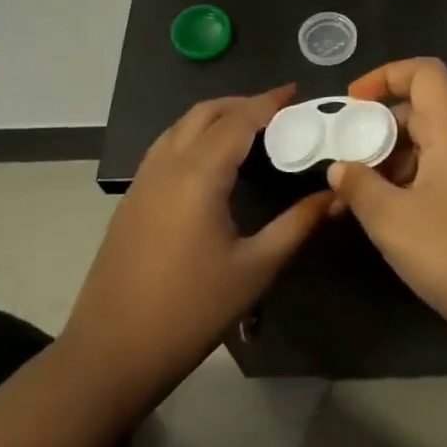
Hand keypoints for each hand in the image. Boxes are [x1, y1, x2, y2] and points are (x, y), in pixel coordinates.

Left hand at [60, 86, 331, 406]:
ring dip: (215, 116)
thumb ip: (297, 224)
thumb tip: (335, 195)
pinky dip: (194, 136)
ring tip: (251, 129)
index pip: (239, 120)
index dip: (269, 102)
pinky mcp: (131, 200)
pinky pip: (166, 147)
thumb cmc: (191, 311)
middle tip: (280, 111)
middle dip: (242, 103)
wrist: (111, 354)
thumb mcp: (255, 269)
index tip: (298, 92)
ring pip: (180, 127)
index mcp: (198, 174)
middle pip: (205, 113)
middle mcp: (166, 165)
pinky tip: (213, 162)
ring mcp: (143, 181)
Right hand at [325, 59, 446, 369]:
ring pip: (424, 147)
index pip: (425, 73)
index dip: (385, 75)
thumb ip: (359, 187)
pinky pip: (434, 175)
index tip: (352, 104)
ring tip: (347, 197)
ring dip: (385, 163)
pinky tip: (377, 216)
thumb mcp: (392, 221)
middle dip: (375, 129)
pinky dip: (403, 185)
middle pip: (419, 111)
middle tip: (340, 159)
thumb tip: (339, 167)